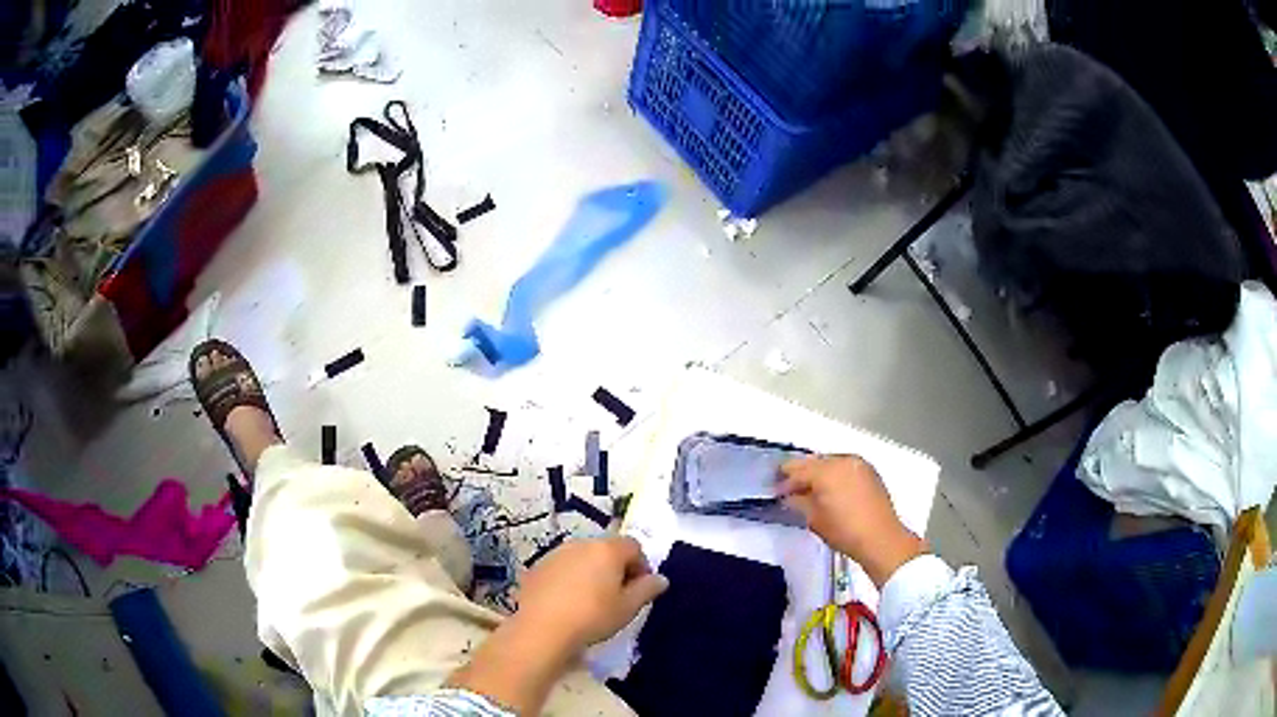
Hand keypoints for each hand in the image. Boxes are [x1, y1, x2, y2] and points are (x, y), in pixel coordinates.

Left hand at [448, 537, 666, 713]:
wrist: (542, 629)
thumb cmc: (592, 617)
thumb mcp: (628, 608)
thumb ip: (647, 589)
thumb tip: (660, 578)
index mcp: (607, 549)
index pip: (634, 546)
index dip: (641, 566)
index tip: (639, 590)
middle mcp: (581, 543)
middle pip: (607, 549)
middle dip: (616, 568)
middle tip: (617, 596)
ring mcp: (555, 553)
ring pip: (582, 558)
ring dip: (591, 572)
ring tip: (590, 601)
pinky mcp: (537, 567)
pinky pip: (562, 567)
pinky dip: (569, 579)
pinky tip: (567, 603)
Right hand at [779, 455, 925, 586]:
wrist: (881, 539)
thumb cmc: (844, 531)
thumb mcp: (814, 519)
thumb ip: (798, 502)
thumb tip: (789, 495)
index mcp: (826, 470)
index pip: (796, 469)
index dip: (784, 480)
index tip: (776, 492)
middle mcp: (842, 460)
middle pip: (813, 461)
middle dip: (801, 474)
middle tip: (791, 491)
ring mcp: (858, 464)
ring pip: (830, 462)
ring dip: (819, 474)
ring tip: (812, 492)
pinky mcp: (869, 472)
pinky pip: (845, 467)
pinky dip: (835, 475)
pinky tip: (832, 491)